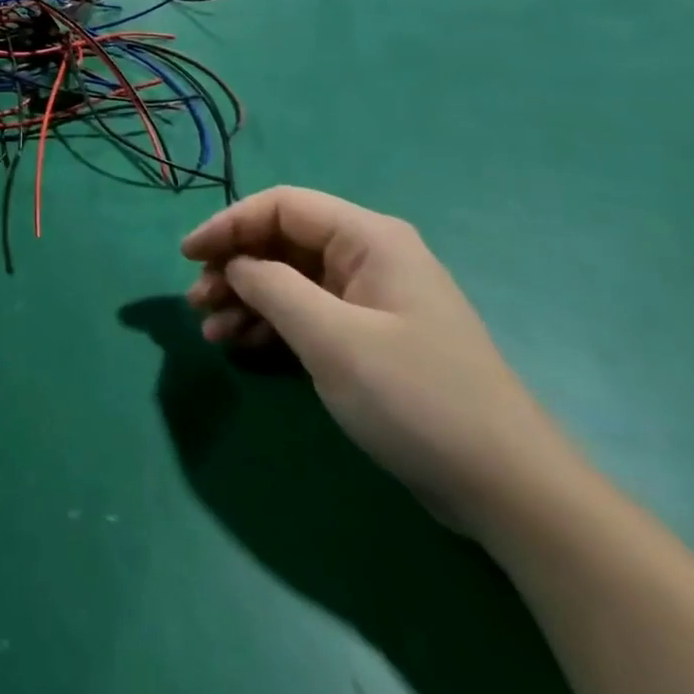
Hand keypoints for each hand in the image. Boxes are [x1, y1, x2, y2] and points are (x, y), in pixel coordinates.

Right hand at [182, 187, 582, 539]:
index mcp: (367, 238)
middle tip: (196, 302)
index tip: (188, 255)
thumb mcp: (331, 338)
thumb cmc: (414, 397)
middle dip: (234, 266)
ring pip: (289, 279)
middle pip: (282, 242)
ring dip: (246, 299)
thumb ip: (271, 287)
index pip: (281, 205)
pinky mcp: (368, 338)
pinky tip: (240, 345)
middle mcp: (367, 256)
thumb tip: (236, 265)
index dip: (228, 223)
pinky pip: (306, 314)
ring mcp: (369, 299)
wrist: (505, 488)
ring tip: (210, 331)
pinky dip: (271, 325)